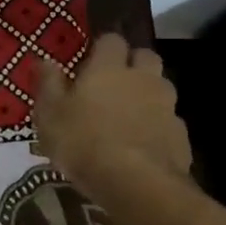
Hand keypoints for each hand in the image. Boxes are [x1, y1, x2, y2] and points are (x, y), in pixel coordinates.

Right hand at [34, 33, 191, 201]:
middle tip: (113, 84)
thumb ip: (49, 84)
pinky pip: (169, 121)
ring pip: (161, 88)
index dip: (102, 48)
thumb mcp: (50, 115)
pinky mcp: (181, 135)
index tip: (90, 62)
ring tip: (128, 117)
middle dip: (133, 64)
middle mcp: (142, 79)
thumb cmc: (83, 143)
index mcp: (109, 68)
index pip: (112, 40)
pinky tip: (142, 145)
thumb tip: (44, 59)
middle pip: (146, 56)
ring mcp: (167, 106)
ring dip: (148, 95)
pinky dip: (157, 127)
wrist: (136, 184)